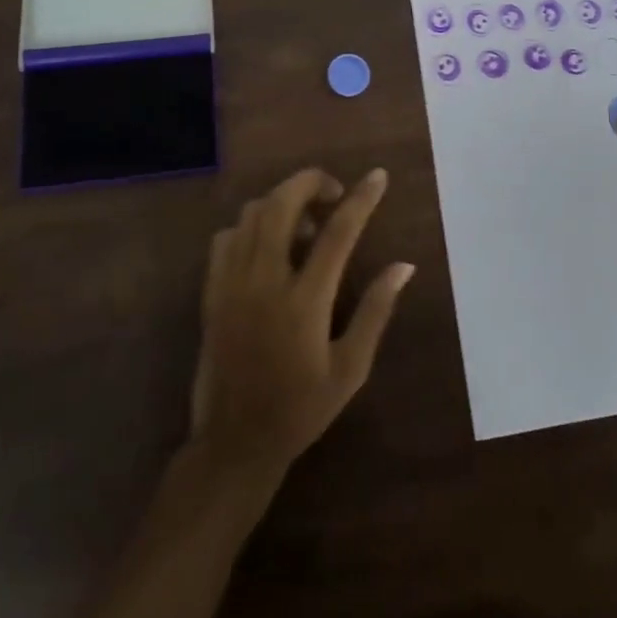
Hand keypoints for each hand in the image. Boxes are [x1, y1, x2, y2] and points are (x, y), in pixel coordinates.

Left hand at [189, 168, 413, 479]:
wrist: (235, 442)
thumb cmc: (301, 408)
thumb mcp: (350, 369)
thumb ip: (375, 311)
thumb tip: (404, 267)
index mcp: (305, 302)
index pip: (338, 233)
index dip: (361, 199)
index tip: (378, 175)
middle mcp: (265, 281)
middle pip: (283, 204)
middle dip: (311, 182)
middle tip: (333, 194)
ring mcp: (233, 282)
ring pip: (253, 213)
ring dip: (282, 202)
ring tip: (304, 223)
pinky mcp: (212, 290)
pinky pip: (227, 236)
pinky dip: (250, 225)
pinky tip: (267, 244)